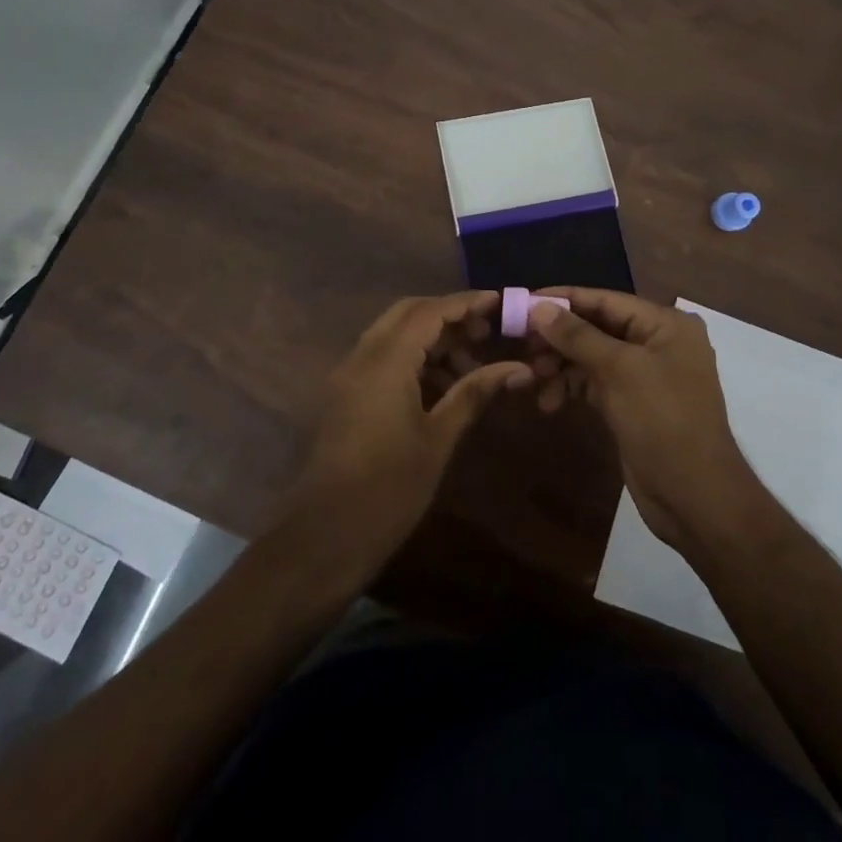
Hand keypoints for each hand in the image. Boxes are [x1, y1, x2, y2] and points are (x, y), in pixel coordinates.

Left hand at [279, 292, 533, 571]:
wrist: (323, 538)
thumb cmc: (388, 490)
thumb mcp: (438, 439)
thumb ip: (474, 394)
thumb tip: (518, 367)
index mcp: (385, 361)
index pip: (429, 311)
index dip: (466, 303)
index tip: (500, 303)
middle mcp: (363, 356)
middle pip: (409, 313)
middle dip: (449, 316)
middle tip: (487, 333)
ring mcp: (350, 374)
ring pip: (395, 334)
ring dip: (433, 339)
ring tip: (473, 366)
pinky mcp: (347, 394)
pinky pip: (384, 357)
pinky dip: (415, 359)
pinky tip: (444, 386)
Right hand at [529, 289, 761, 555]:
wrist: (695, 499)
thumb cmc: (663, 421)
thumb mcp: (618, 371)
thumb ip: (577, 335)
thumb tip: (538, 307)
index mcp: (665, 324)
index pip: (606, 299)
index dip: (564, 299)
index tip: (522, 301)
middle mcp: (657, 342)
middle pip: (597, 327)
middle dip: (559, 338)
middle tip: (522, 346)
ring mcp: (645, 374)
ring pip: (592, 356)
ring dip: (561, 365)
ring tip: (533, 380)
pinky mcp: (633, 403)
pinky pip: (595, 383)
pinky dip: (572, 387)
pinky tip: (549, 403)